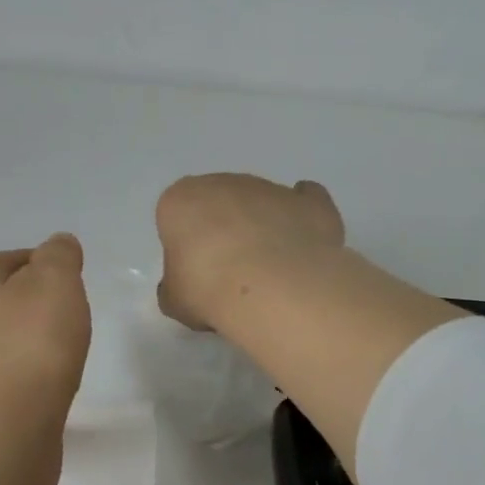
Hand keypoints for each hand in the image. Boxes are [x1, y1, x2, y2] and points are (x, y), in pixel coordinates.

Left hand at [0, 234, 90, 425]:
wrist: (5, 429)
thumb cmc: (32, 345)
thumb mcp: (56, 282)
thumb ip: (60, 255)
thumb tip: (58, 246)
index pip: (20, 259)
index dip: (54, 274)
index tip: (72, 299)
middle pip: (13, 299)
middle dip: (44, 311)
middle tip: (69, 330)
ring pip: (11, 337)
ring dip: (37, 345)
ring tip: (60, 362)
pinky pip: (9, 372)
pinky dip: (30, 375)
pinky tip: (46, 388)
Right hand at [155, 174, 344, 330]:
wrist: (273, 288)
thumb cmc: (208, 289)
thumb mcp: (174, 301)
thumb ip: (174, 288)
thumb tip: (182, 288)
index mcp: (181, 200)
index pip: (177, 216)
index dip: (185, 247)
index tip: (193, 274)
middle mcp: (224, 183)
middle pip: (219, 204)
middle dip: (223, 231)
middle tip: (228, 273)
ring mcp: (270, 188)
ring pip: (260, 204)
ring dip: (261, 228)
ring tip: (268, 273)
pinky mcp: (310, 202)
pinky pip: (304, 202)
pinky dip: (302, 216)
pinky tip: (301, 243)